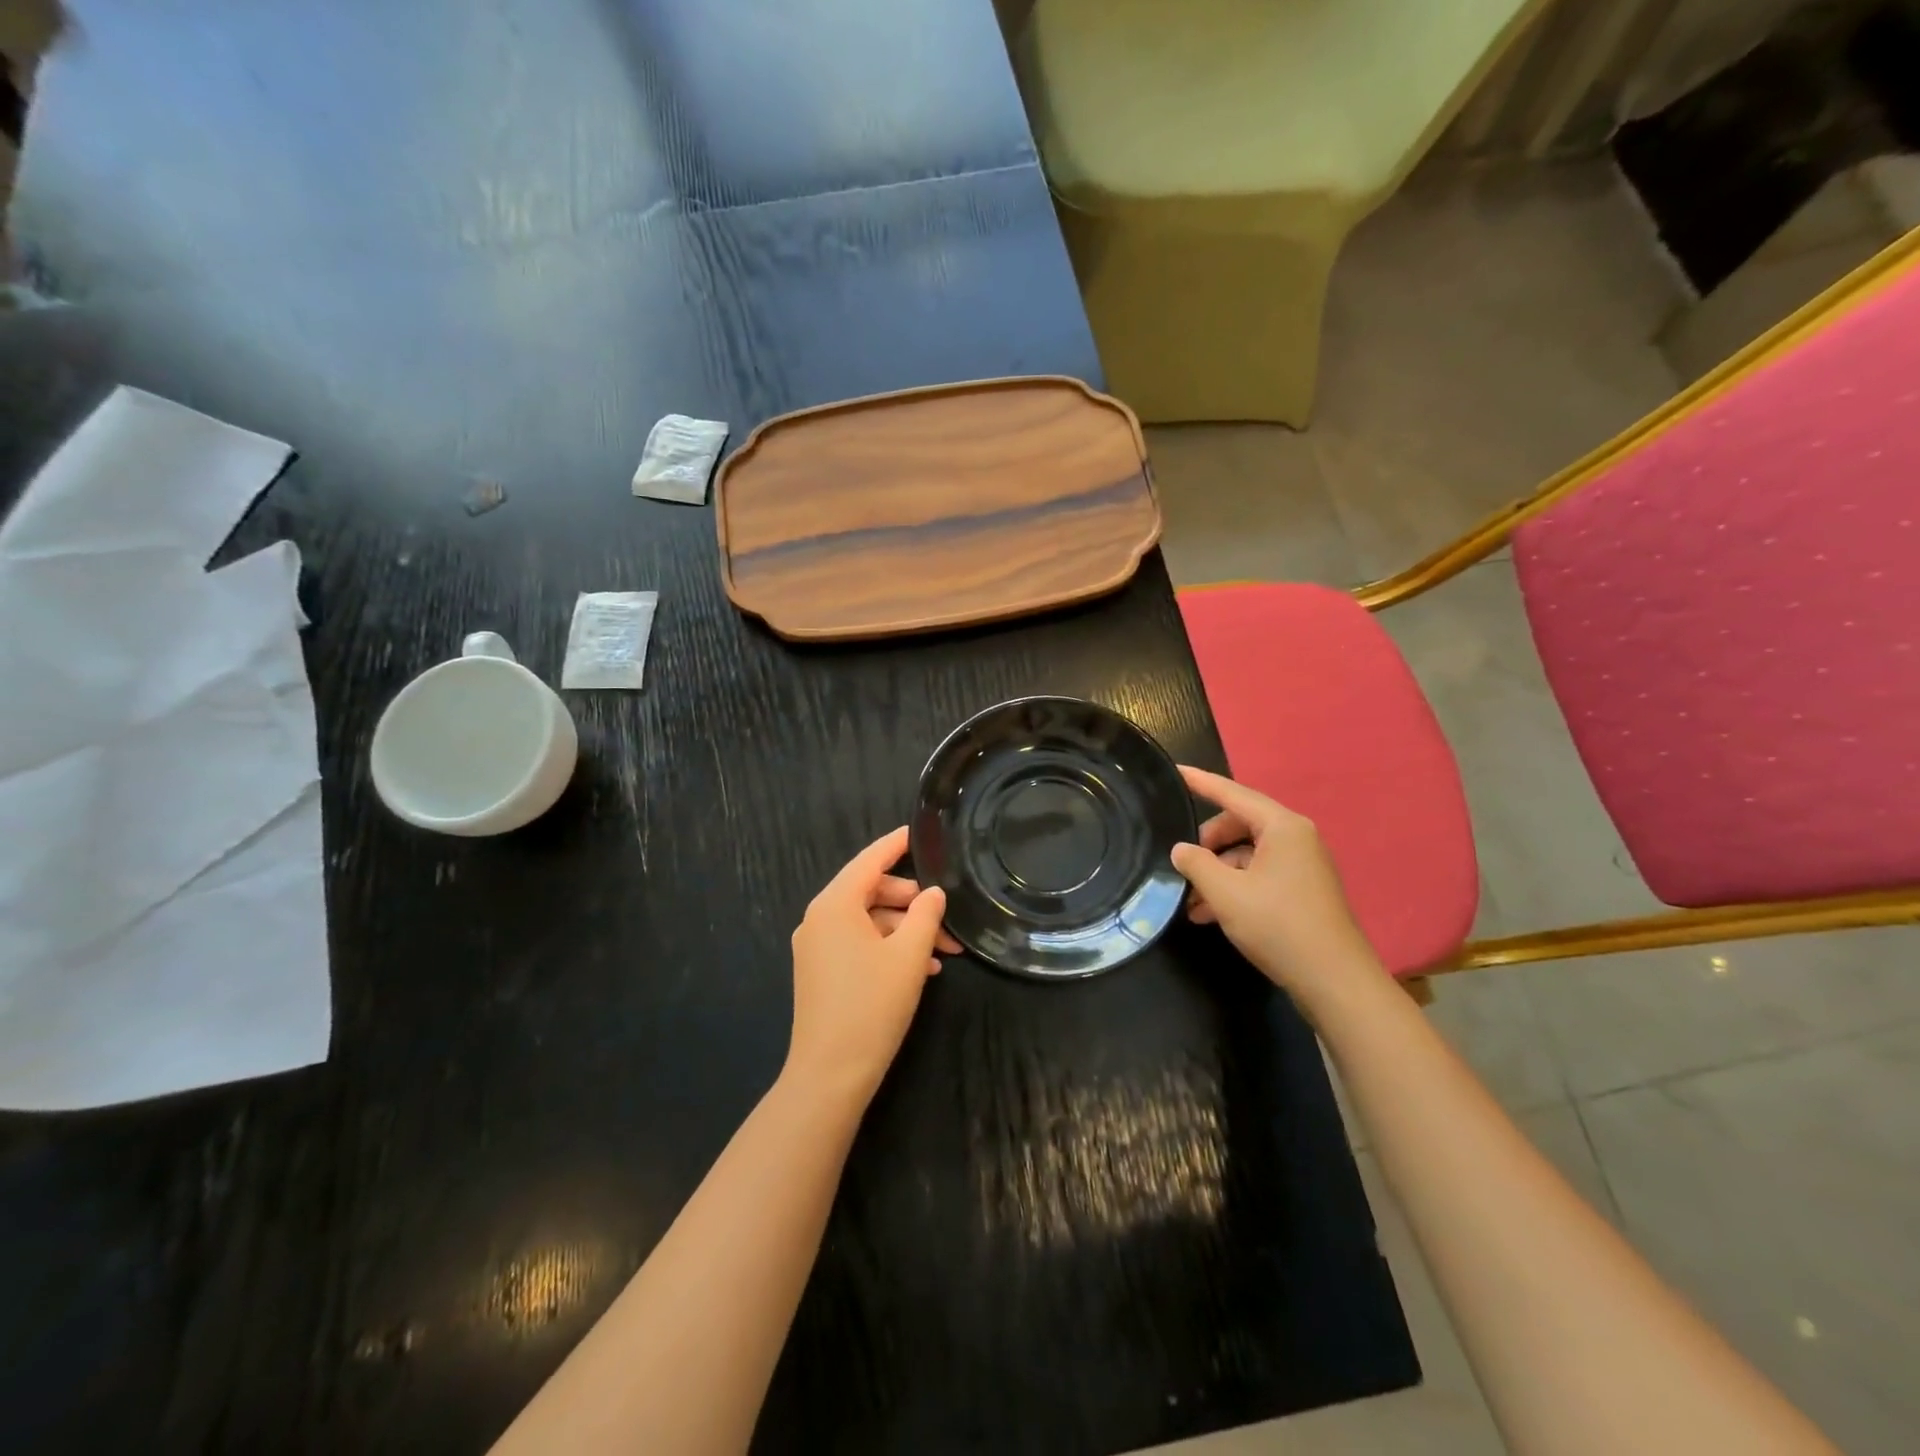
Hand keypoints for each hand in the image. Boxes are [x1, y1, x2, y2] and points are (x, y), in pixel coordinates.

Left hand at [786, 826, 948, 1102]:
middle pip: (871, 891)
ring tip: (944, 952)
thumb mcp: (909, 955)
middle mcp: (819, 918)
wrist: (830, 1074)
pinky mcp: (820, 971)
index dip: (896, 844)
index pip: (870, 860)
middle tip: (946, 919)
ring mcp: (816, 946)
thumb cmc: (872, 1005)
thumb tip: (933, 893)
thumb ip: (925, 915)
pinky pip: (858, 944)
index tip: (919, 831)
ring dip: (905, 931)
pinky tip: (921, 969)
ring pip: (869, 921)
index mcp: (835, 904)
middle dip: (912, 903)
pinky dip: (888, 948)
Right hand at [1170, 766, 1383, 1001]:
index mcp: (1283, 827)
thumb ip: (1196, 864)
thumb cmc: (1279, 926)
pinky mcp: (1302, 891)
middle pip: (1239, 826)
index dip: (1201, 783)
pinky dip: (1234, 888)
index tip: (1176, 772)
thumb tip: (1180, 849)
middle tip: (1181, 866)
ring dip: (1217, 873)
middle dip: (1206, 844)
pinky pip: (1259, 875)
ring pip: (1246, 855)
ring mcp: (1302, 865)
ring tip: (1190, 902)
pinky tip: (1210, 915)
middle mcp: (1296, 838)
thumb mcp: (1226, 893)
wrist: (1335, 981)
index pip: (1233, 794)